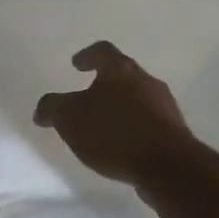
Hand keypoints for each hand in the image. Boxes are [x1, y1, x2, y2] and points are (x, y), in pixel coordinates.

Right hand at [34, 42, 194, 186]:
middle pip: (123, 75)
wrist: (167, 166)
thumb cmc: (114, 133)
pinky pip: (148, 122)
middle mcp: (146, 81)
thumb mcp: (69, 118)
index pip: (103, 51)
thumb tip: (44, 110)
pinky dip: (132, 128)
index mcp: (120, 70)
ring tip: (102, 127)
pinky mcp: (174, 131)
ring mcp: (164, 106)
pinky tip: (121, 146)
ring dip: (119, 108)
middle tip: (86, 98)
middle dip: (104, 85)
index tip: (76, 64)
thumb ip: (52, 108)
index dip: (87, 55)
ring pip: (137, 99)